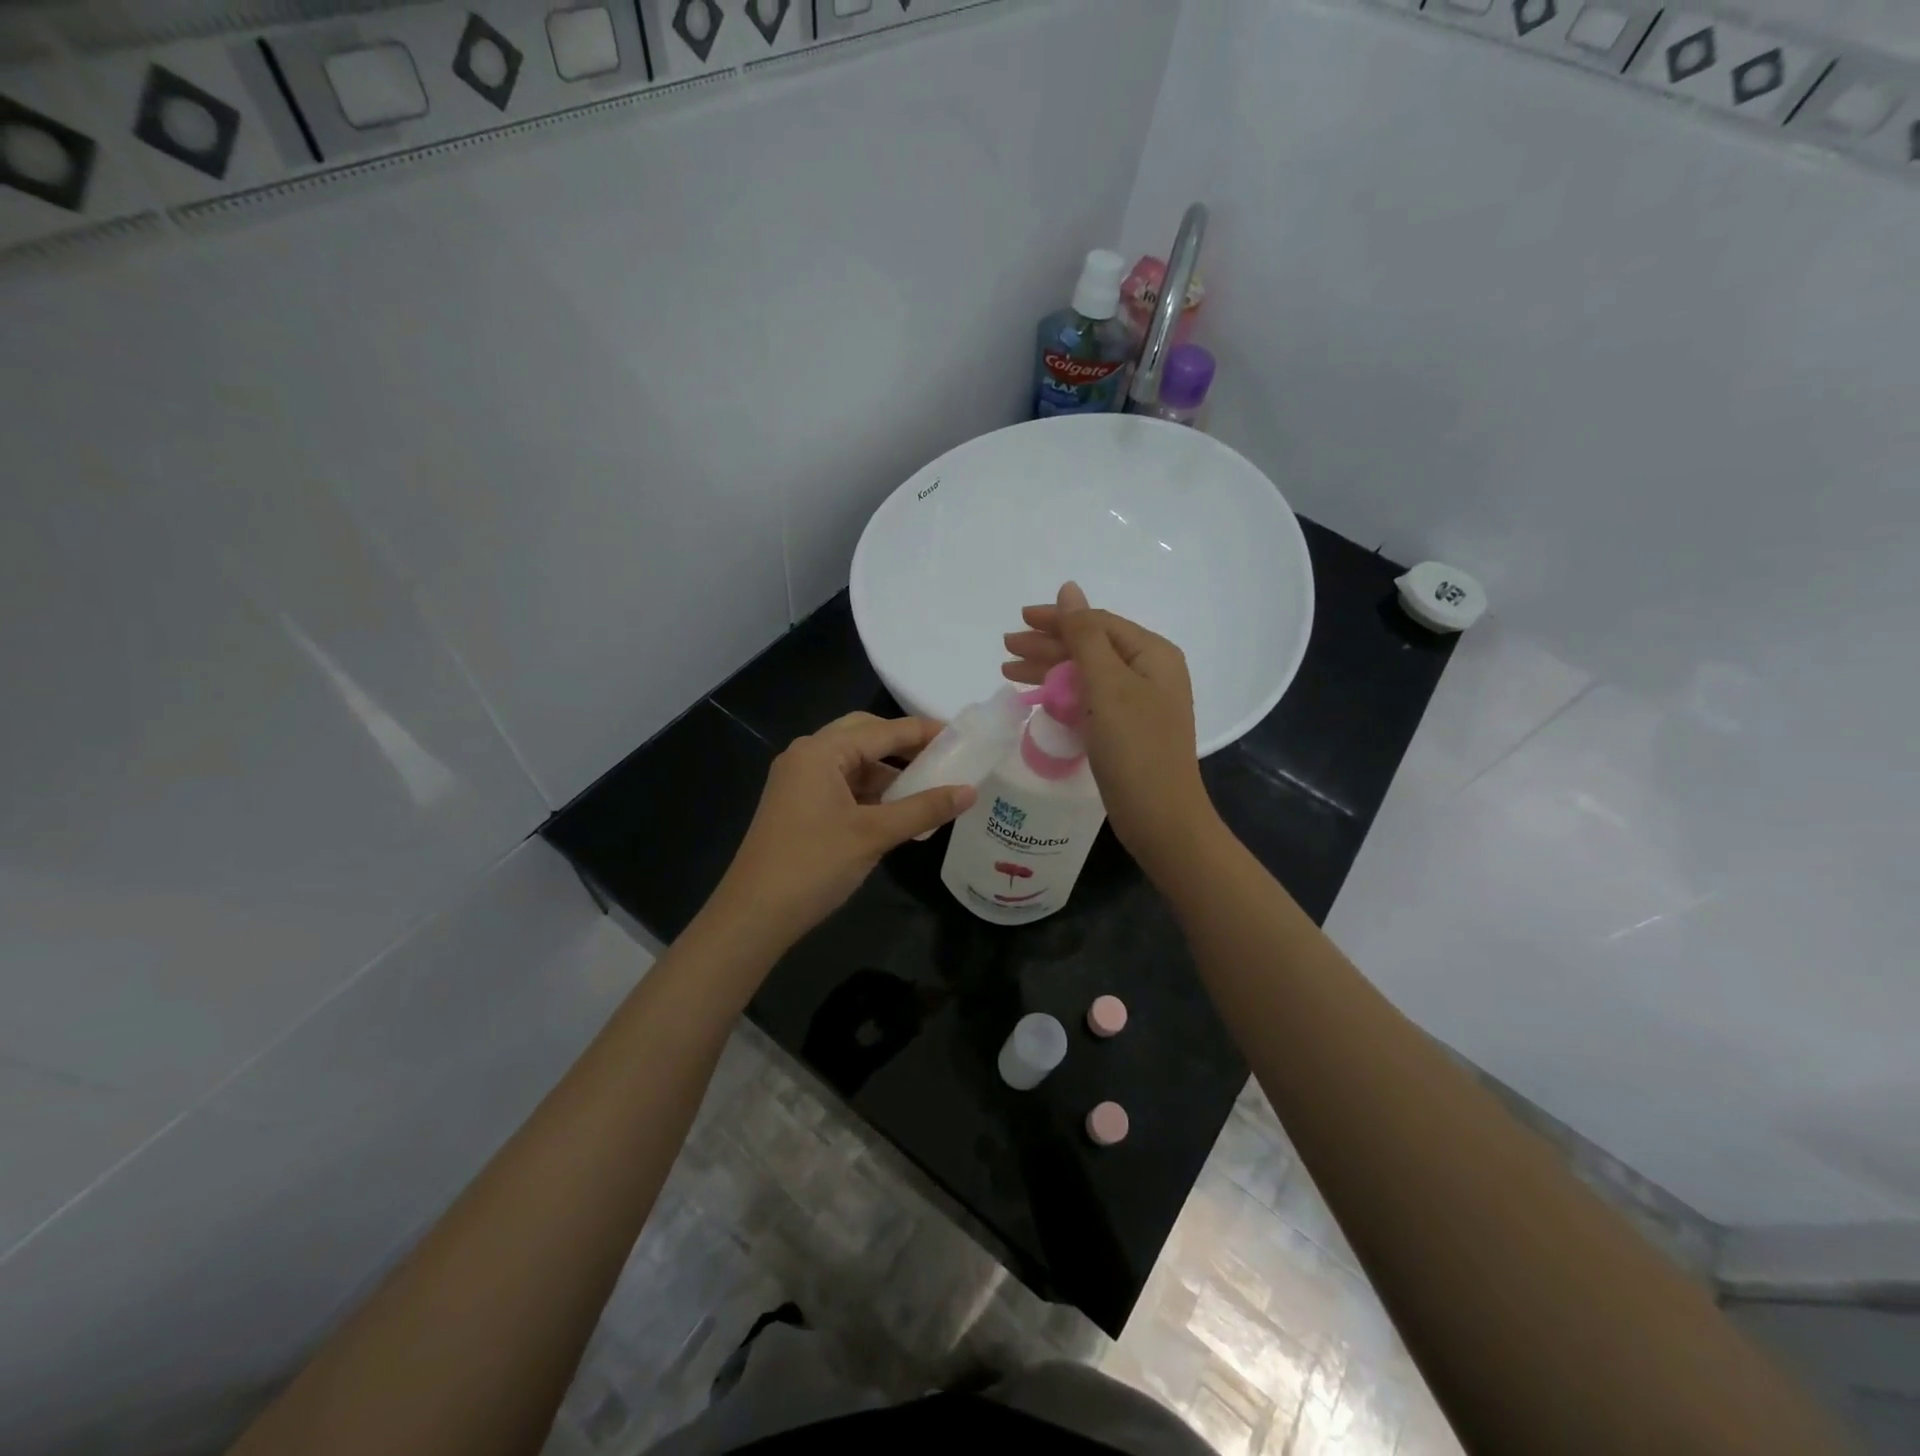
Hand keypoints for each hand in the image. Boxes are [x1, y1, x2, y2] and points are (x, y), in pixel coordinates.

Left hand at [710, 713, 974, 950]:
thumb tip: (970, 791)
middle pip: (865, 736)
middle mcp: (807, 756)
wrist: (754, 915)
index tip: (964, 736)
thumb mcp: (875, 834)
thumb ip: (924, 808)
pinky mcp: (798, 806)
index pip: (883, 730)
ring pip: (854, 763)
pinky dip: (871, 793)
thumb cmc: (814, 865)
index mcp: (821, 751)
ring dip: (888, 773)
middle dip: (904, 747)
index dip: (924, 732)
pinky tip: (898, 812)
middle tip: (943, 758)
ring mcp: (799, 781)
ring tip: (928, 790)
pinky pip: (843, 786)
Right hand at [1003, 583, 1216, 869]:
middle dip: (1047, 646)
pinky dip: (1061, 695)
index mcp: (1152, 654)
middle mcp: (1149, 673)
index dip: (1057, 620)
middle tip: (1006, 649)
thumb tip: (1070, 589)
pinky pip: (1089, 700)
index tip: (1018, 621)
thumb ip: (1085, 636)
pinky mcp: (1126, 730)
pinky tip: (1037, 698)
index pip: (1097, 623)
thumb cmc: (1135, 748)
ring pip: (1086, 674)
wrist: (1161, 818)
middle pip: (1090, 647)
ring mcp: (1138, 703)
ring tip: (1008, 671)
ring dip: (1048, 670)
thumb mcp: (1107, 685)